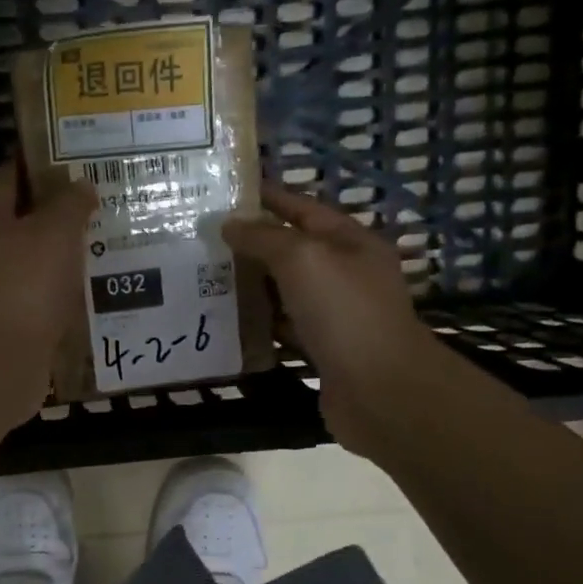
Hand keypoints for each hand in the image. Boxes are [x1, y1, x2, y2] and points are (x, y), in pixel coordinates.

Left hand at [0, 159, 96, 434]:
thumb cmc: (24, 282)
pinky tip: (87, 299)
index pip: (4, 181)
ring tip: (96, 254)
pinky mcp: (6, 328)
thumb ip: (70, 205)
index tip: (61, 162)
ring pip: (27, 267)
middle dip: (47, 218)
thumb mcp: (56, 230)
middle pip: (14, 226)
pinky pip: (36, 304)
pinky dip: (57, 300)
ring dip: (54, 261)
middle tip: (88, 211)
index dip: (30, 168)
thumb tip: (81, 185)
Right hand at [224, 184, 435, 455]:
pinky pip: (284, 328)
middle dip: (251, 244)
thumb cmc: (344, 312)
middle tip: (202, 239)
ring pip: (285, 291)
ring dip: (251, 285)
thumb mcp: (303, 259)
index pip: (304, 209)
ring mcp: (336, 314)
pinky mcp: (323, 350)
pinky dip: (259, 324)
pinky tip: (227, 322)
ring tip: (205, 278)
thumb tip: (230, 224)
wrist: (379, 391)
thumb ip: (264, 237)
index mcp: (351, 242)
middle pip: (292, 250)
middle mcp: (346, 274)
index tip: (227, 192)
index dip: (268, 198)